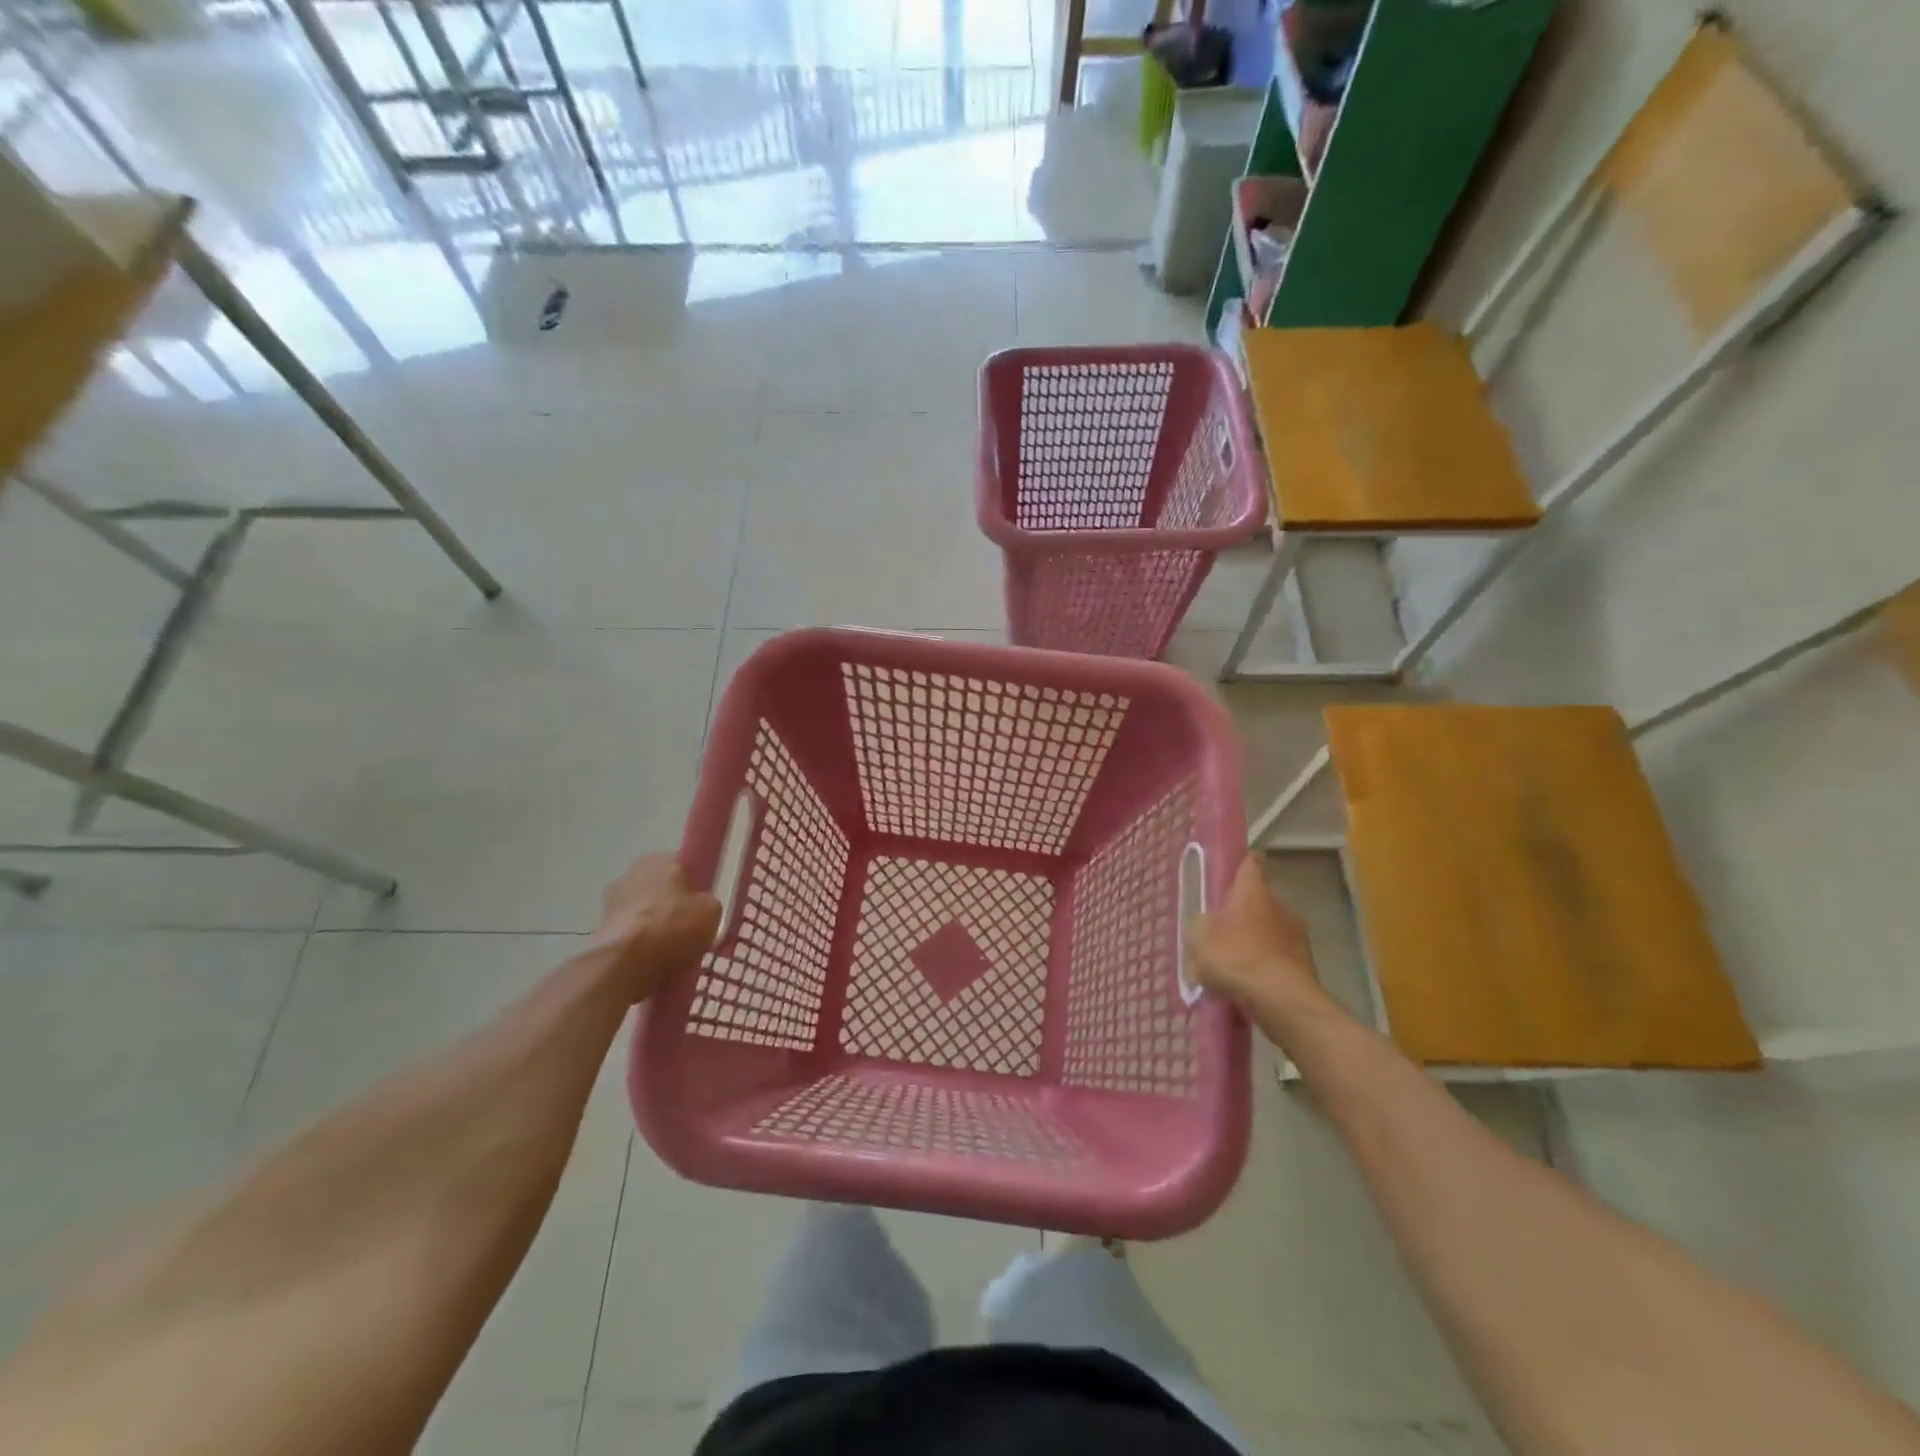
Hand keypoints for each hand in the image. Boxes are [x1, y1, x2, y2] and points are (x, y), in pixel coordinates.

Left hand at [587, 854, 720, 1002]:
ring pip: (643, 913)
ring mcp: (610, 901)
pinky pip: (629, 935)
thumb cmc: (673, 927)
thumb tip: (700, 907)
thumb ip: (707, 903)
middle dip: (671, 907)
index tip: (701, 908)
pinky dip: (638, 946)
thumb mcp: (712, 911)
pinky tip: (652, 964)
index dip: (693, 887)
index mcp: (661, 858)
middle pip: (660, 890)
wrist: (625, 966)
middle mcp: (631, 872)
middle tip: (689, 932)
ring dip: (653, 928)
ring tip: (671, 954)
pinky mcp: (598, 930)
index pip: (682, 866)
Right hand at [1186, 853, 1321, 1009]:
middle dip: (1243, 912)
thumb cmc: (1235, 957)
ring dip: (1255, 941)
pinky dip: (1266, 966)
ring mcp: (1297, 935)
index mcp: (1253, 891)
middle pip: (1259, 900)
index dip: (1240, 865)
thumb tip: (1206, 926)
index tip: (1231, 871)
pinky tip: (1249, 984)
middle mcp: (1279, 905)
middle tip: (1221, 929)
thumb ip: (1201, 926)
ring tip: (1234, 963)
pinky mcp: (1306, 965)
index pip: (1250, 864)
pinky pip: (1279, 958)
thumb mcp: (1199, 938)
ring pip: (1270, 930)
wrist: (1281, 1000)